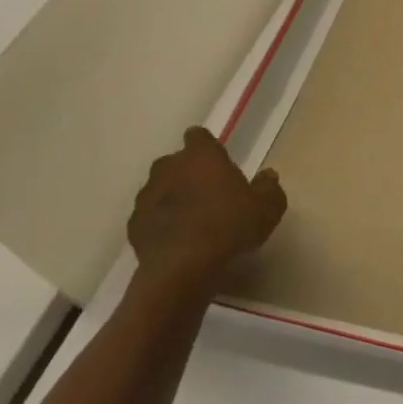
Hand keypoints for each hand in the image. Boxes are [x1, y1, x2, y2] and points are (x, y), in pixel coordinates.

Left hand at [127, 128, 286, 299]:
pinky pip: (149, 217)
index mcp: (201, 156)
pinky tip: (176, 240)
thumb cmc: (230, 226)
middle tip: (208, 192)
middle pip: (176, 162)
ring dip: (172, 198)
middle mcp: (169, 168)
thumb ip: (269, 187)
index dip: (207, 146)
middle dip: (188, 173)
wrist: (183, 267)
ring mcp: (147, 196)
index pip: (198, 136)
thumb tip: (267, 175)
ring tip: (191, 219)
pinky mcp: (133, 225)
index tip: (217, 160)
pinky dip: (160, 223)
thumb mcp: (267, 207)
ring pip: (159, 189)